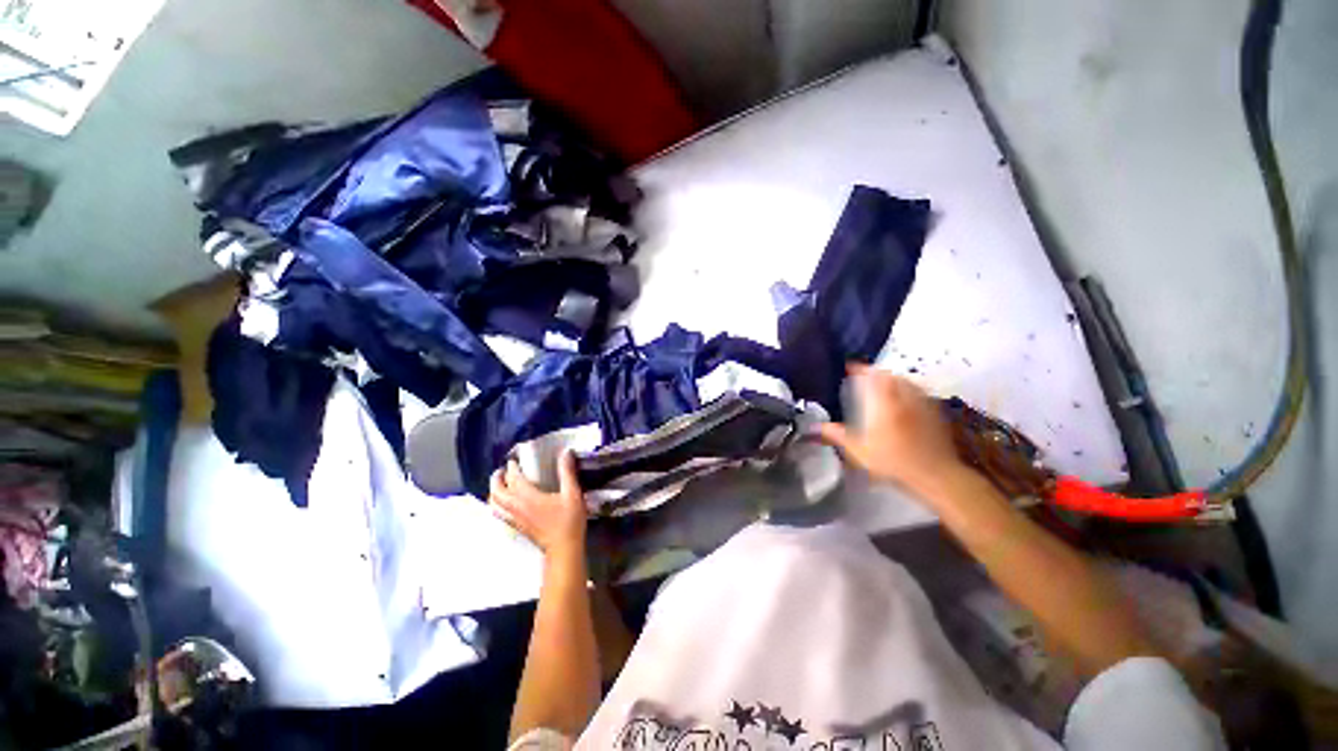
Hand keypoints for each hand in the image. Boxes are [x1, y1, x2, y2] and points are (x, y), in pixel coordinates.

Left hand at [489, 451, 587, 558]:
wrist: (563, 547)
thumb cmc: (569, 520)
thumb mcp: (572, 493)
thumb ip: (567, 472)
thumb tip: (565, 453)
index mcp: (528, 497)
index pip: (513, 478)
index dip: (512, 468)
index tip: (514, 459)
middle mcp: (517, 507)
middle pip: (497, 492)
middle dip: (497, 479)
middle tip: (502, 470)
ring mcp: (515, 518)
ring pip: (494, 504)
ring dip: (493, 492)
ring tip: (499, 485)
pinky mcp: (516, 526)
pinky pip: (499, 513)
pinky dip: (497, 505)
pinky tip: (504, 503)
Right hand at [817, 364, 972, 500]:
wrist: (935, 474)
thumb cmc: (892, 461)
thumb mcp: (858, 450)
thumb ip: (837, 435)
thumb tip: (814, 427)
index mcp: (882, 402)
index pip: (871, 376)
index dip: (860, 369)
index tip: (850, 367)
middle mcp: (903, 397)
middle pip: (890, 376)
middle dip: (876, 373)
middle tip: (865, 376)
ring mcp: (922, 404)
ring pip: (906, 382)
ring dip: (893, 379)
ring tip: (884, 385)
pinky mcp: (935, 413)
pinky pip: (920, 393)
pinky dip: (909, 390)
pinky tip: (905, 400)